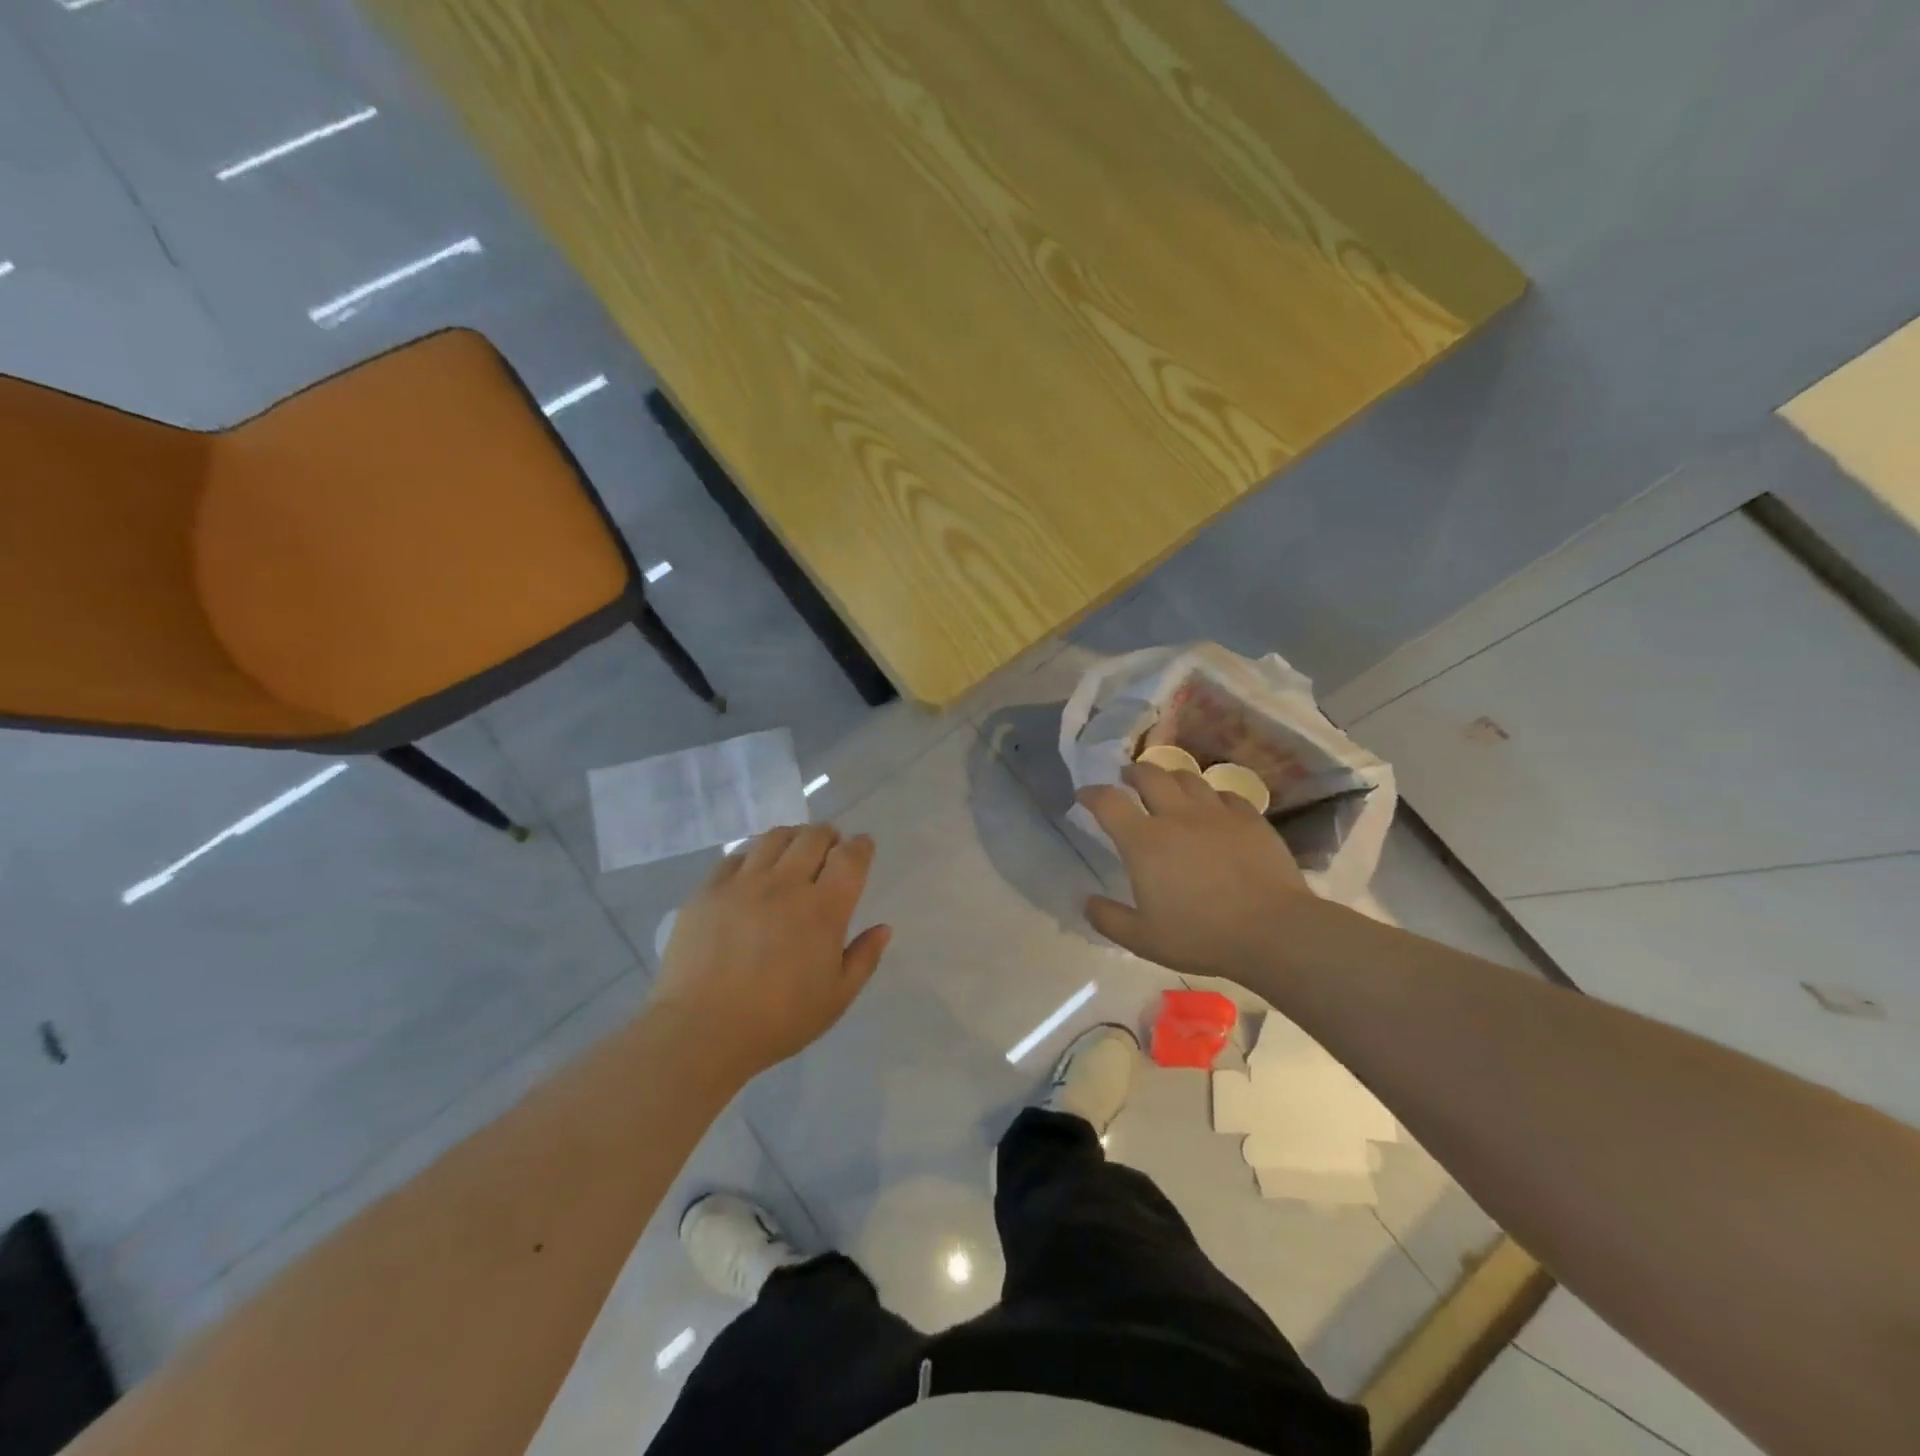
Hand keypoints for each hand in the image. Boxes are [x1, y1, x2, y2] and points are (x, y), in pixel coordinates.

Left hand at [652, 825, 890, 1079]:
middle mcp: (786, 884)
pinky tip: (753, 869)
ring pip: (774, 838)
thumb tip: (883, 928)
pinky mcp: (709, 890)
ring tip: (794, 849)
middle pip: (813, 837)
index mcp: (824, 909)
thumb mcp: (836, 998)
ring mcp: (743, 883)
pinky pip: (735, 856)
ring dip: (793, 836)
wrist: (701, 1031)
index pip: (850, 857)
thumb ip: (864, 958)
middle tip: (831, 847)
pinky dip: (753, 854)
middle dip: (829, 835)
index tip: (863, 846)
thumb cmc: (778, 1020)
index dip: (861, 846)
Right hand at [1077, 763, 1311, 979]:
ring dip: (1170, 778)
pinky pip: (1225, 795)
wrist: (1273, 930)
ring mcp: (1216, 813)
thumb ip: (1108, 919)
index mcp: (1144, 841)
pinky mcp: (1250, 819)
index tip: (1084, 795)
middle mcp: (1177, 816)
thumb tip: (1086, 901)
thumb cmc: (1201, 935)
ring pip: (1188, 777)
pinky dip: (1211, 797)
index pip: (1108, 802)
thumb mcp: (1143, 939)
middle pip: (1149, 775)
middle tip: (1127, 779)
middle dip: (1132, 772)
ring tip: (1167, 787)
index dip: (1091, 794)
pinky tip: (1213, 808)